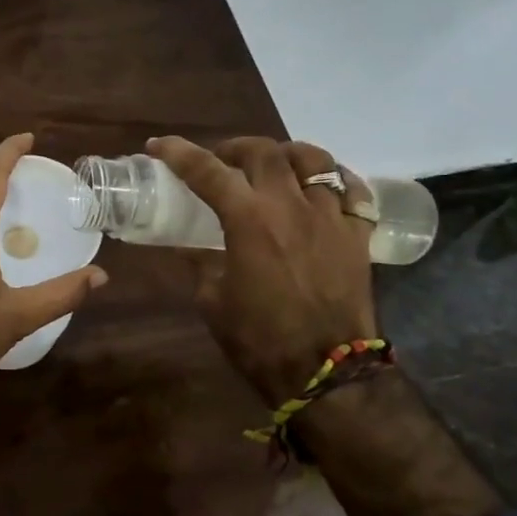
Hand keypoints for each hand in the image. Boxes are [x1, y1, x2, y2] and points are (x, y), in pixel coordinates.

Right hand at [149, 135, 375, 407]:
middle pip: (264, 152)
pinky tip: (319, 187)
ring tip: (273, 166)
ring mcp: (330, 217)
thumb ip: (200, 262)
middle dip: (235, 148)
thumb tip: (187, 244)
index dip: (179, 153)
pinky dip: (332, 179)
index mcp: (249, 221)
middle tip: (221, 161)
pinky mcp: (357, 235)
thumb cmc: (258, 338)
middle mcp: (291, 206)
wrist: (325, 370)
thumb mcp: (212, 299)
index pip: (208, 171)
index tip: (159, 145)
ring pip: (314, 160)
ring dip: (286, 154)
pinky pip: (351, 189)